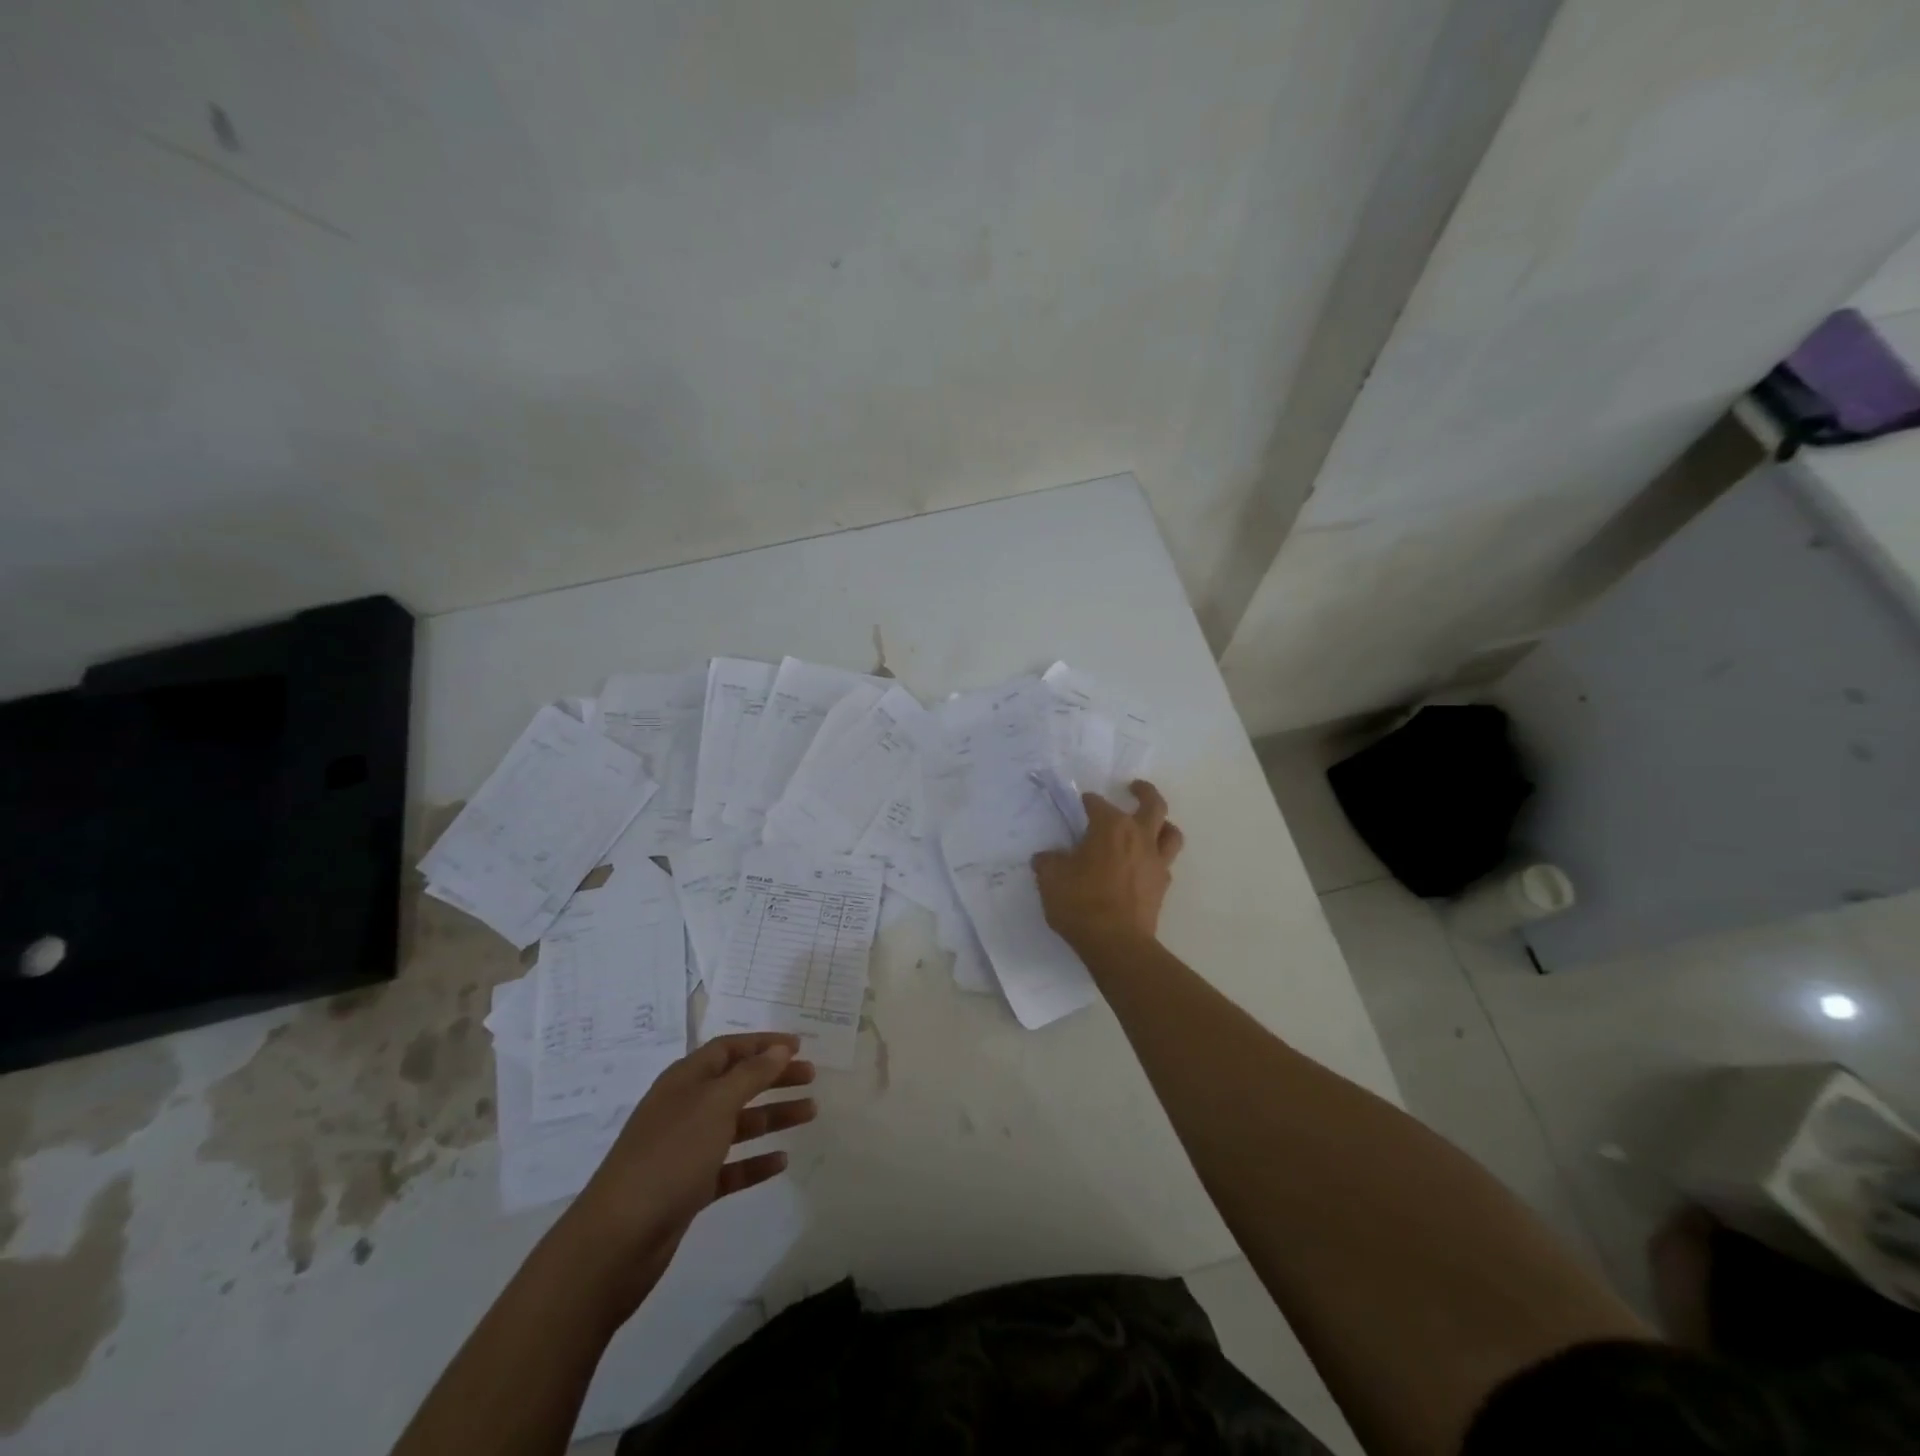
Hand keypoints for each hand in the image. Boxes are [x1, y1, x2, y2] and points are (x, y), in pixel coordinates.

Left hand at [560, 1033, 815, 1311]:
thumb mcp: (714, 1105)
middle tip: (811, 1078)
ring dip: (772, 1116)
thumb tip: (779, 1049)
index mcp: (685, 1080)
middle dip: (773, 1078)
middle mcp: (685, 1108)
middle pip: (737, 1083)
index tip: (799, 1046)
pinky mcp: (688, 1188)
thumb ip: (751, 1075)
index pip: (728, 1049)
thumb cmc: (669, 1156)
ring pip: (737, 1124)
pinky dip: (755, 1161)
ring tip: (810, 1114)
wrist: (616, 1239)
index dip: (763, 1044)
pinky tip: (781, 1162)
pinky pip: (730, 1167)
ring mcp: (685, 1150)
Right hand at [1033, 779, 1184, 952]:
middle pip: (1152, 804)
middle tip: (1133, 787)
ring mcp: (1155, 861)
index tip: (1079, 805)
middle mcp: (1138, 836)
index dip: (1087, 803)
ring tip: (1152, 824)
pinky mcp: (1162, 885)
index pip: (1098, 804)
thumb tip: (1047, 857)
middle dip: (1143, 791)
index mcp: (1110, 827)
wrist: (1116, 943)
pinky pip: (1165, 862)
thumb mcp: (1051, 879)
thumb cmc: (1081, 903)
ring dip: (1162, 823)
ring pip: (1170, 832)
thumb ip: (1049, 862)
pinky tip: (1145, 863)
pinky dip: (1157, 856)